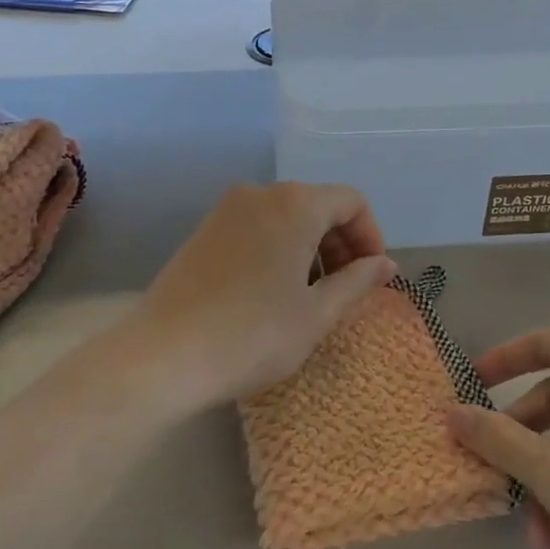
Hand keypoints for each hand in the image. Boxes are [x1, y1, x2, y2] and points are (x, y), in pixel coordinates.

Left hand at [118, 183, 393, 417]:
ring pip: (286, 216)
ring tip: (310, 296)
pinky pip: (257, 226)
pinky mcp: (204, 230)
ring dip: (310, 247)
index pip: (351, 202)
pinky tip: (273, 291)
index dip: (371, 237)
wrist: (163, 355)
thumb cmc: (252, 335)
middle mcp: (261, 193)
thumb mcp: (316, 314)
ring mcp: (227, 209)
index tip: (372, 278)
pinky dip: (279, 248)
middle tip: (345, 290)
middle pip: (318, 205)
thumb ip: (357, 282)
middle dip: (341, 243)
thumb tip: (386, 265)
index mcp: (295, 204)